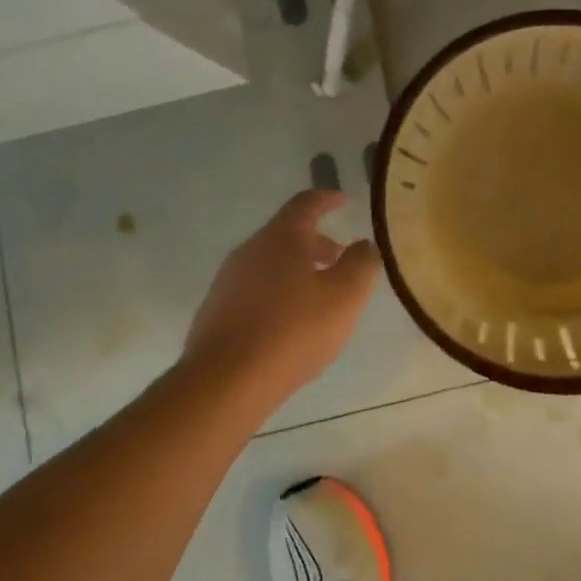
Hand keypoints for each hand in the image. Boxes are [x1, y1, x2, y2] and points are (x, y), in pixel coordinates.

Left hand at [183, 190, 381, 405]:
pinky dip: (278, 290)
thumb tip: (364, 244)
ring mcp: (228, 281)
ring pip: (269, 262)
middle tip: (340, 256)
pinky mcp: (216, 311)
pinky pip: (254, 288)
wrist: (225, 382)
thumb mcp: (345, 296)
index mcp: (281, 238)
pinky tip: (289, 320)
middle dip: (316, 241)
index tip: (342, 200)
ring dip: (297, 268)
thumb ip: (361, 264)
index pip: (306, 203)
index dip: (327, 199)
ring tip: (319, 293)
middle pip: (286, 233)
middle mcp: (250, 250)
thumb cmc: (293, 331)